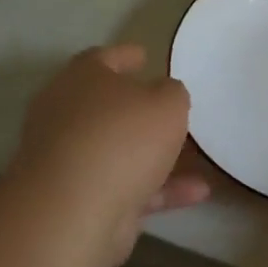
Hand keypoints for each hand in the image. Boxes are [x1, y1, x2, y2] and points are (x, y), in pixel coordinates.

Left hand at [6, 44, 207, 264]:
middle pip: (107, 106)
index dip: (126, 55)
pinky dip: (161, 188)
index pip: (102, 58)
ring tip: (198, 156)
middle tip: (172, 108)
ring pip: (120, 150)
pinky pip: (129, 186)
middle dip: (140, 109)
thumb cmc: (122, 139)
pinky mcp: (80, 199)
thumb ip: (172, 93)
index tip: (146, 56)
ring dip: (158, 154)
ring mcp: (71, 160)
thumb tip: (165, 93)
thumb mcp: (167, 104)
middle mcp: (67, 115)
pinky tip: (200, 191)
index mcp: (81, 80)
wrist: (73, 211)